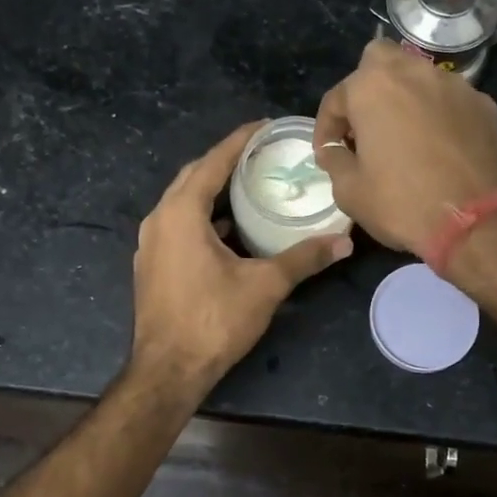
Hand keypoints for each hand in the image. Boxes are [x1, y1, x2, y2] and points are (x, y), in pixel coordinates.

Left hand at [130, 122, 352, 391]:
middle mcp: (159, 219)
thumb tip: (345, 241)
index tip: (264, 126)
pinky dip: (203, 216)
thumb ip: (304, 258)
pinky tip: (230, 229)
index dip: (239, 140)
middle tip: (261, 154)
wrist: (168, 371)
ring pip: (183, 201)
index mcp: (181, 212)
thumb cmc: (213, 321)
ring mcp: (151, 243)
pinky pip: (178, 224)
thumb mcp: (265, 286)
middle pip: (194, 176)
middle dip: (225, 161)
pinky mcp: (152, 264)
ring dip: (213, 190)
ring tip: (249, 185)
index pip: (213, 162)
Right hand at [314, 40, 496, 256]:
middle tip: (365, 126)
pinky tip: (439, 147)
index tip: (328, 153)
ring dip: (405, 99)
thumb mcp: (350, 192)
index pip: (336, 97)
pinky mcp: (485, 105)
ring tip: (403, 136)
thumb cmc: (403, 203)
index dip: (326, 128)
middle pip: (380, 63)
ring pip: (420, 78)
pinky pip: (450, 101)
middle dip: (367, 89)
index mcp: (373, 87)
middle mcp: (414, 73)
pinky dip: (438, 115)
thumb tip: (335, 150)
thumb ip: (335, 161)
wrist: (480, 222)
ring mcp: (455, 86)